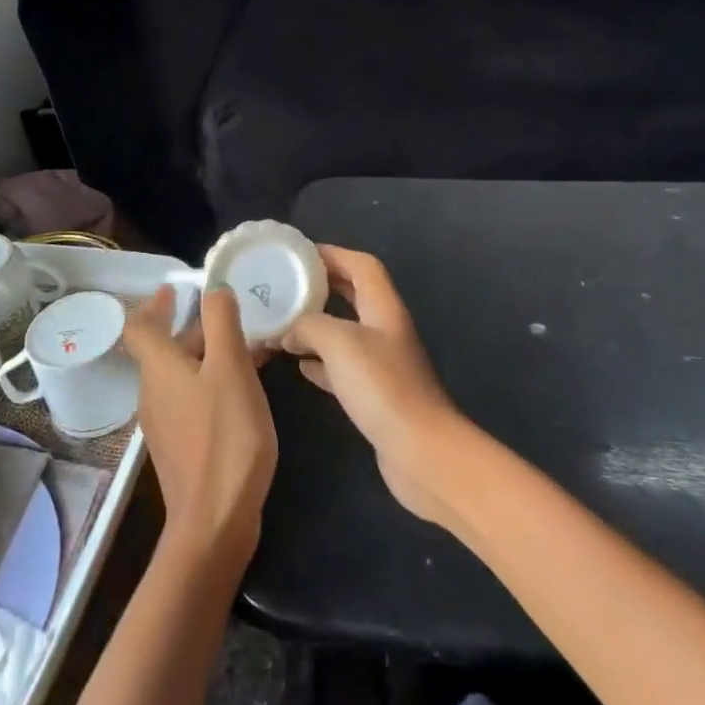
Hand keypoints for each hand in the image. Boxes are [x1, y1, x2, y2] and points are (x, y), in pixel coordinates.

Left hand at [123, 284, 277, 568]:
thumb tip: (213, 289)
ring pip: (179, 375)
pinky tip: (241, 391)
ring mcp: (164, 423)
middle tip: (227, 316)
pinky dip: (210, 383)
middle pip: (163, 349)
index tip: (174, 289)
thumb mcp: (231, 369)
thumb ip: (222, 324)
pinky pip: (190, 400)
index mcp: (159, 368)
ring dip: (206, 355)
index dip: (155, 304)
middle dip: (192, 328)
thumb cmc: (225, 436)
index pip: (140, 326)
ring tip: (245, 349)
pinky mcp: (179, 447)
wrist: (215, 519)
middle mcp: (153, 392)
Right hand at [282, 246, 468, 524]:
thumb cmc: (382, 386)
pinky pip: (343, 368)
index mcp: (383, 307)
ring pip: (346, 332)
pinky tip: (299, 366)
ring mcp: (382, 364)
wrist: (420, 451)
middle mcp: (385, 330)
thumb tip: (289, 330)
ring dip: (317, 325)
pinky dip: (320, 363)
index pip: (361, 265)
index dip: (333, 254)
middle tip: (286, 285)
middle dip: (322, 286)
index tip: (299, 254)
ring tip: (283, 322)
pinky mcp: (375, 395)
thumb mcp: (338, 342)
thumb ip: (309, 325)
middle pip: (354, 295)